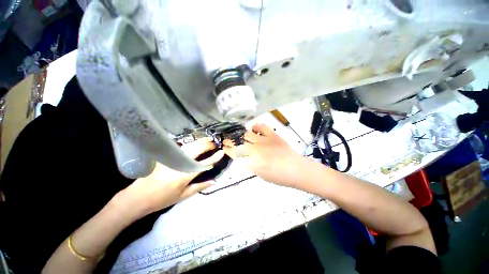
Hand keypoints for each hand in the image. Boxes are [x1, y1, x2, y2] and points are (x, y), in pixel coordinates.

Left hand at [114, 137, 223, 218]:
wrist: (137, 198)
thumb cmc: (162, 199)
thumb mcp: (183, 196)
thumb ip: (200, 187)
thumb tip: (214, 181)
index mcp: (186, 175)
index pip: (205, 163)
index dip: (214, 157)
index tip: (221, 152)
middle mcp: (180, 164)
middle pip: (197, 149)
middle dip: (207, 144)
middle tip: (213, 142)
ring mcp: (171, 158)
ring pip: (189, 146)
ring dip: (199, 142)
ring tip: (207, 140)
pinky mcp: (164, 156)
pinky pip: (180, 147)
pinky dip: (189, 144)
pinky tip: (193, 143)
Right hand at [223, 124, 306, 186]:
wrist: (295, 169)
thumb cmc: (278, 177)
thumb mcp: (259, 174)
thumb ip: (249, 164)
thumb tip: (241, 156)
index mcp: (252, 162)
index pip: (235, 154)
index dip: (228, 150)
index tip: (224, 147)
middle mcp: (256, 150)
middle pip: (238, 143)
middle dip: (230, 142)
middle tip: (227, 141)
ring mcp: (264, 140)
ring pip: (247, 134)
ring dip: (240, 135)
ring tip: (238, 135)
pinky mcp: (272, 135)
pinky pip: (260, 126)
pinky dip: (255, 127)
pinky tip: (253, 130)